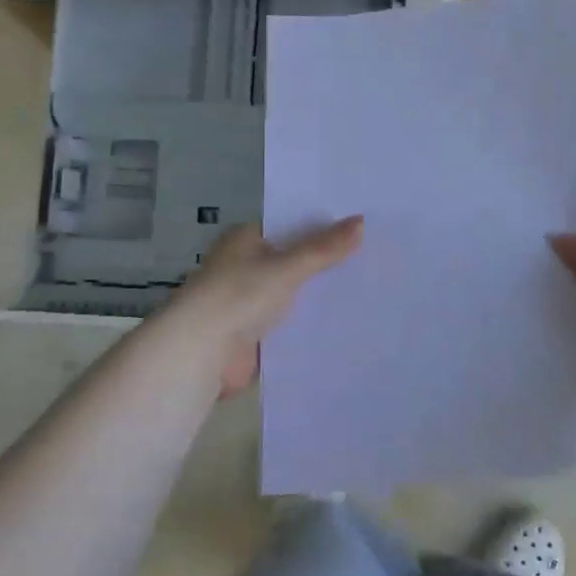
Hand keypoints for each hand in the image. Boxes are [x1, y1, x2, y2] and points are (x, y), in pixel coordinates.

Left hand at [174, 218, 364, 396]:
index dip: (323, 226)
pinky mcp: (256, 334)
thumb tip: (361, 221)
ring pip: (295, 294)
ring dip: (321, 295)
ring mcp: (250, 302)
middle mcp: (246, 267)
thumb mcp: (286, 267)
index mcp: (245, 240)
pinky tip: (347, 322)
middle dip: (327, 263)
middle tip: (375, 257)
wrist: (200, 353)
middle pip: (295, 261)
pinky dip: (312, 323)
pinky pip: (291, 324)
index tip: (362, 226)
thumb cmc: (237, 296)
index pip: (290, 226)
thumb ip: (324, 249)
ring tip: (371, 289)